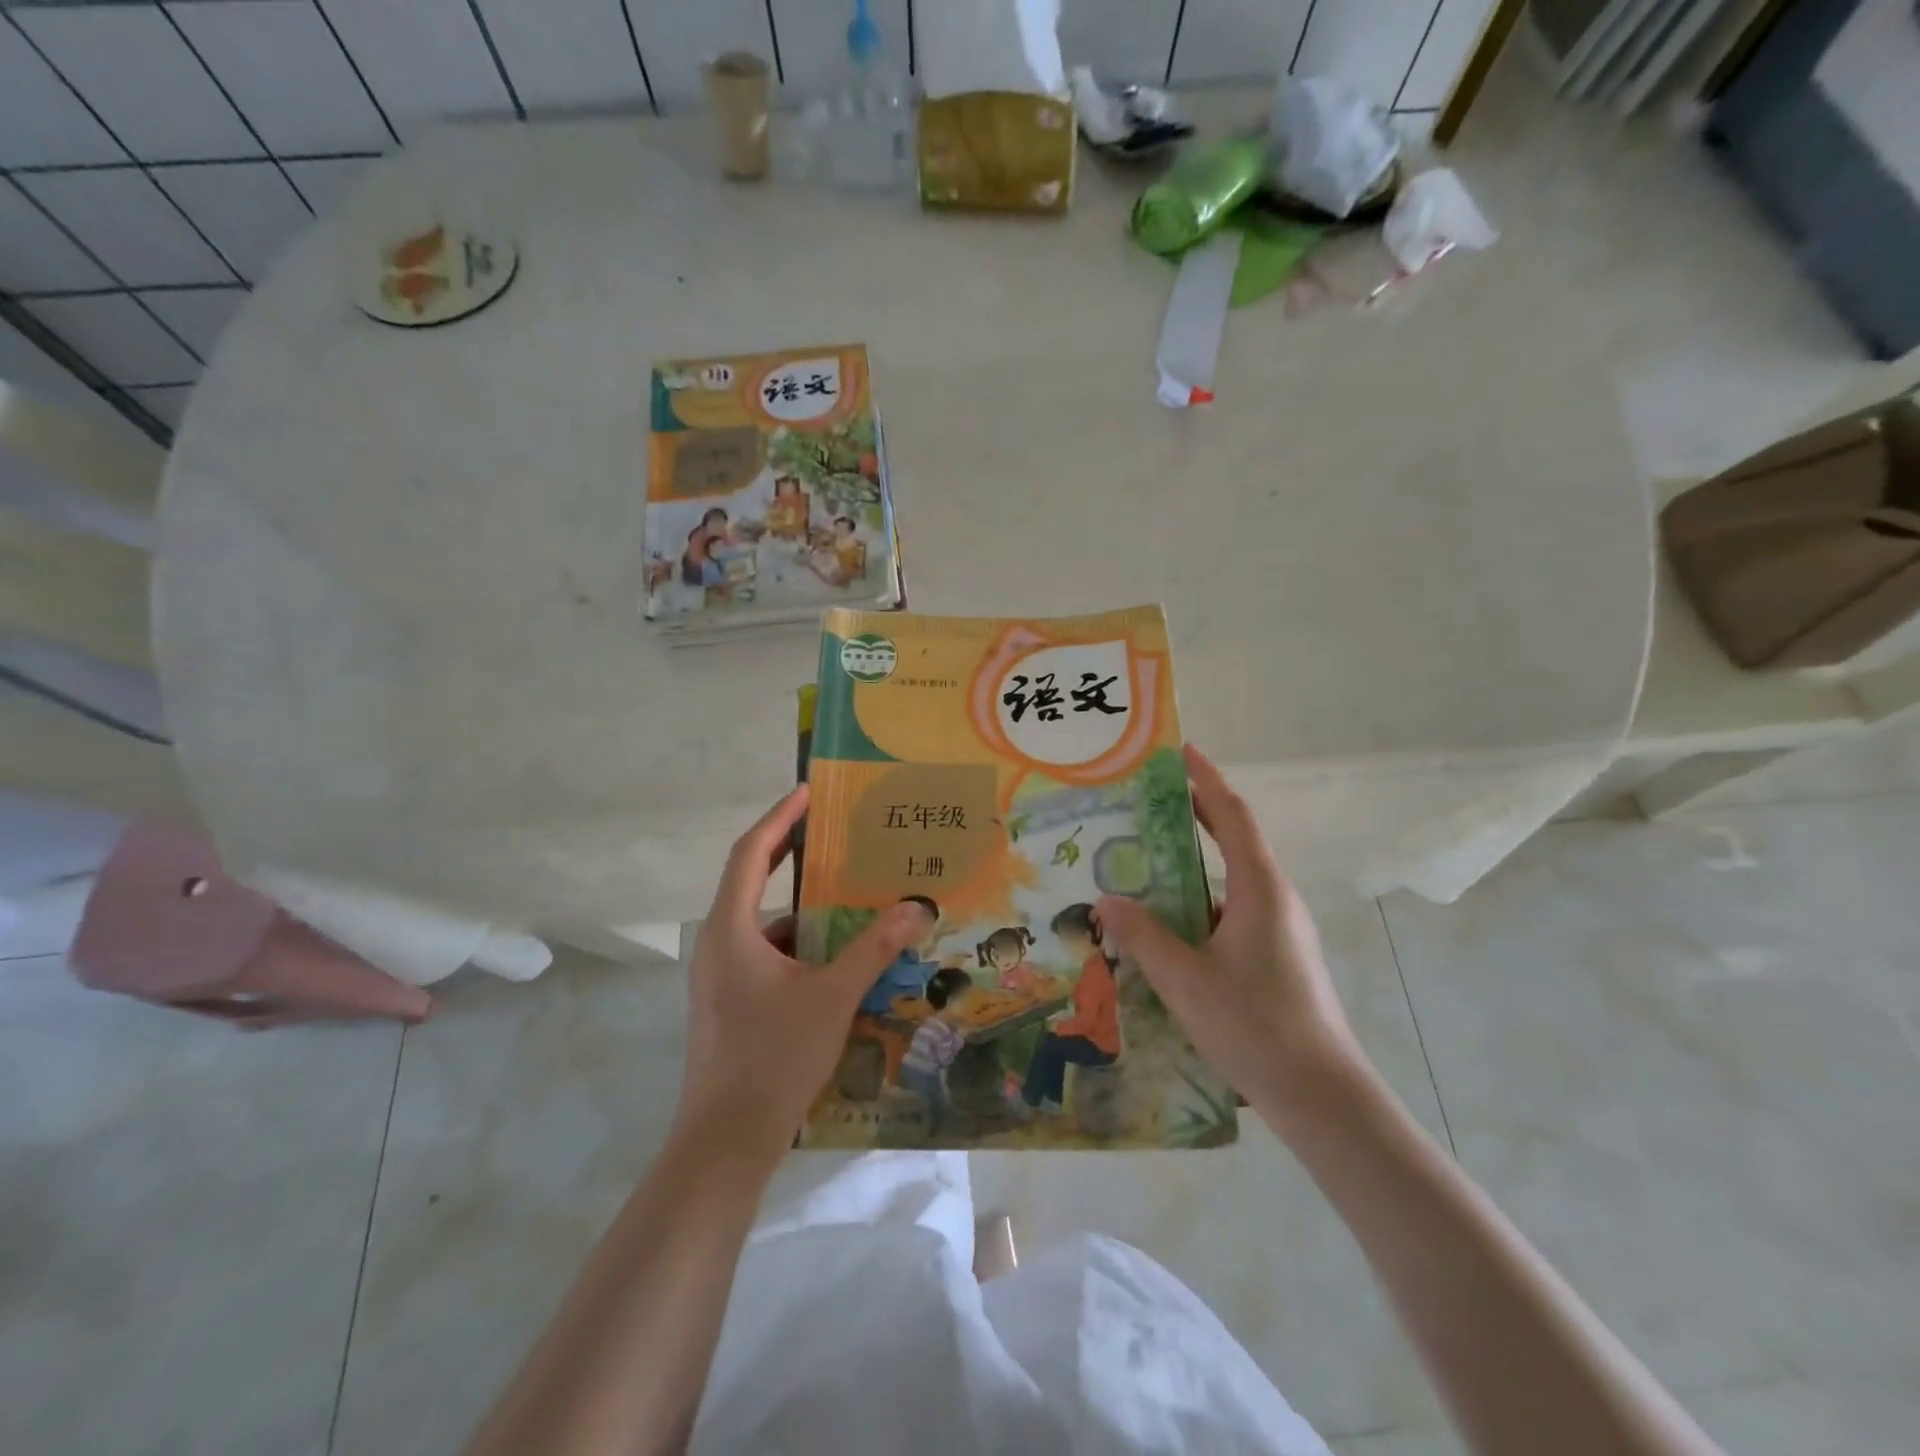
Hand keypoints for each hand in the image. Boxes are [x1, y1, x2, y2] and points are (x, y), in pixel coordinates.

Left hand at [675, 786, 919, 1160]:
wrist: (724, 1142)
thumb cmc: (774, 1058)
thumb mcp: (833, 997)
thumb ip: (874, 948)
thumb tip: (915, 907)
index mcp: (731, 929)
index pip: (751, 853)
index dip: (780, 818)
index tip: (809, 793)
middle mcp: (717, 943)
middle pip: (752, 881)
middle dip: (792, 855)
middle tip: (836, 836)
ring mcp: (719, 976)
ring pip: (763, 925)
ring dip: (804, 910)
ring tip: (850, 900)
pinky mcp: (728, 1003)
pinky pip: (765, 955)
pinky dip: (799, 947)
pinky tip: (837, 960)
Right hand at [1097, 745, 1368, 1124]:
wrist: (1322, 1097)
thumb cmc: (1255, 1025)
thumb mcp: (1185, 978)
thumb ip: (1142, 936)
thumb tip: (1105, 901)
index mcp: (1260, 888)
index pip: (1232, 815)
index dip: (1206, 780)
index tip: (1180, 752)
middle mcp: (1275, 899)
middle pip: (1232, 841)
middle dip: (1193, 815)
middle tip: (1145, 802)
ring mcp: (1280, 930)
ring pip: (1229, 882)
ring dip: (1190, 867)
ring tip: (1141, 865)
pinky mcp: (1276, 958)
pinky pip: (1231, 914)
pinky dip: (1197, 905)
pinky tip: (1165, 929)